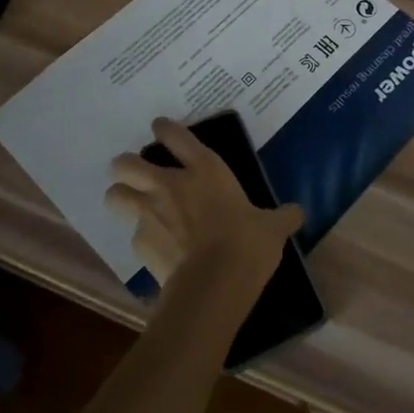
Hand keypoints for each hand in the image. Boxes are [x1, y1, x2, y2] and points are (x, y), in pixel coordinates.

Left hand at [106, 119, 303, 294]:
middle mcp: (169, 185)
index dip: (164, 128)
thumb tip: (298, 213)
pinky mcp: (139, 245)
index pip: (175, 135)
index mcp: (205, 170)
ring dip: (120, 196)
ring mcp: (149, 214)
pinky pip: (132, 234)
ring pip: (115, 195)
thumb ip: (282, 217)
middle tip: (136, 173)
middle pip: (127, 163)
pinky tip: (156, 248)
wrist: (213, 285)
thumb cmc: (246, 244)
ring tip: (132, 205)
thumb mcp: (272, 228)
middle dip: (126, 165)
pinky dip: (141, 238)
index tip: (159, 127)